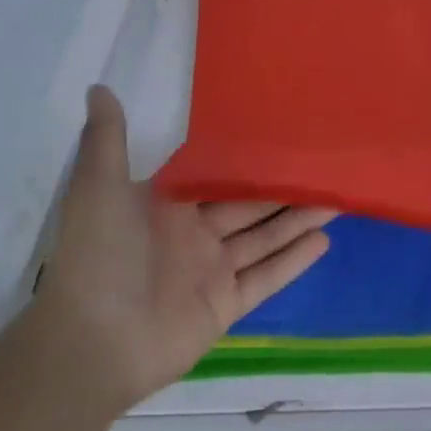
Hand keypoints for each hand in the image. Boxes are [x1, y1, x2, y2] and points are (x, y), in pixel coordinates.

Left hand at [37, 86, 335, 402]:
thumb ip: (107, 139)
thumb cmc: (98, 258)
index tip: (282, 134)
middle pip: (249, 205)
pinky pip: (266, 277)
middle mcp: (193, 235)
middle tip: (326, 165)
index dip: (248, 157)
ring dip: (299, 219)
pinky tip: (324, 240)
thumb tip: (99, 85)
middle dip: (285, 187)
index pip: (216, 175)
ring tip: (338, 197)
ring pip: (265, 238)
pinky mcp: (225, 304)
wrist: (92, 344)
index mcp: (166, 206)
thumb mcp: (97, 189)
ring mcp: (211, 271)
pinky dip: (294, 261)